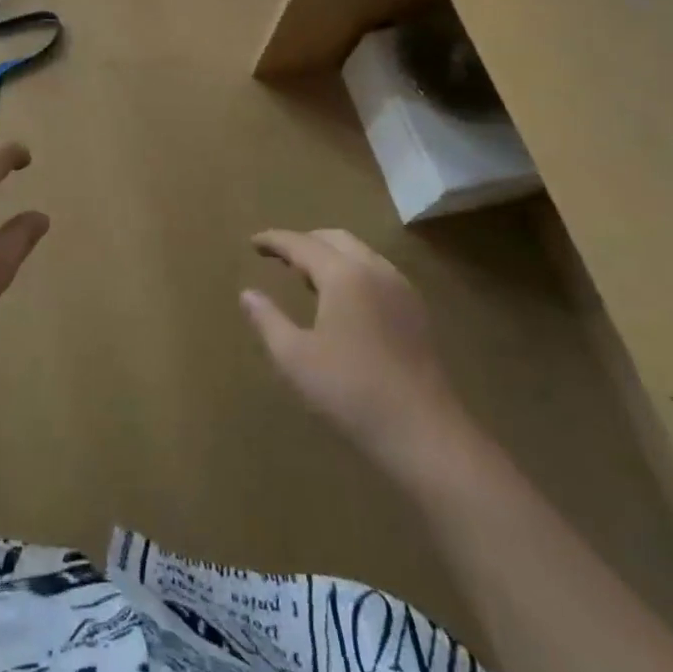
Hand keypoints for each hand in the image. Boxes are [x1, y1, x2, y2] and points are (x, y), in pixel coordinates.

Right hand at [241, 229, 470, 462]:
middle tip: (280, 257)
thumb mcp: (295, 359)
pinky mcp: (415, 311)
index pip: (301, 243)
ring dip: (330, 255)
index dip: (274, 240)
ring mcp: (400, 288)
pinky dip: (352, 271)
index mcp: (343, 274)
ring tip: (308, 277)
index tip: (253, 243)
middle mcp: (374, 269)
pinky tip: (344, 301)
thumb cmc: (352, 392)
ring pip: (359, 253)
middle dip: (304, 242)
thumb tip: (247, 293)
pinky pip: (376, 272)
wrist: (425, 433)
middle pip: (334, 238)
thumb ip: (268, 320)